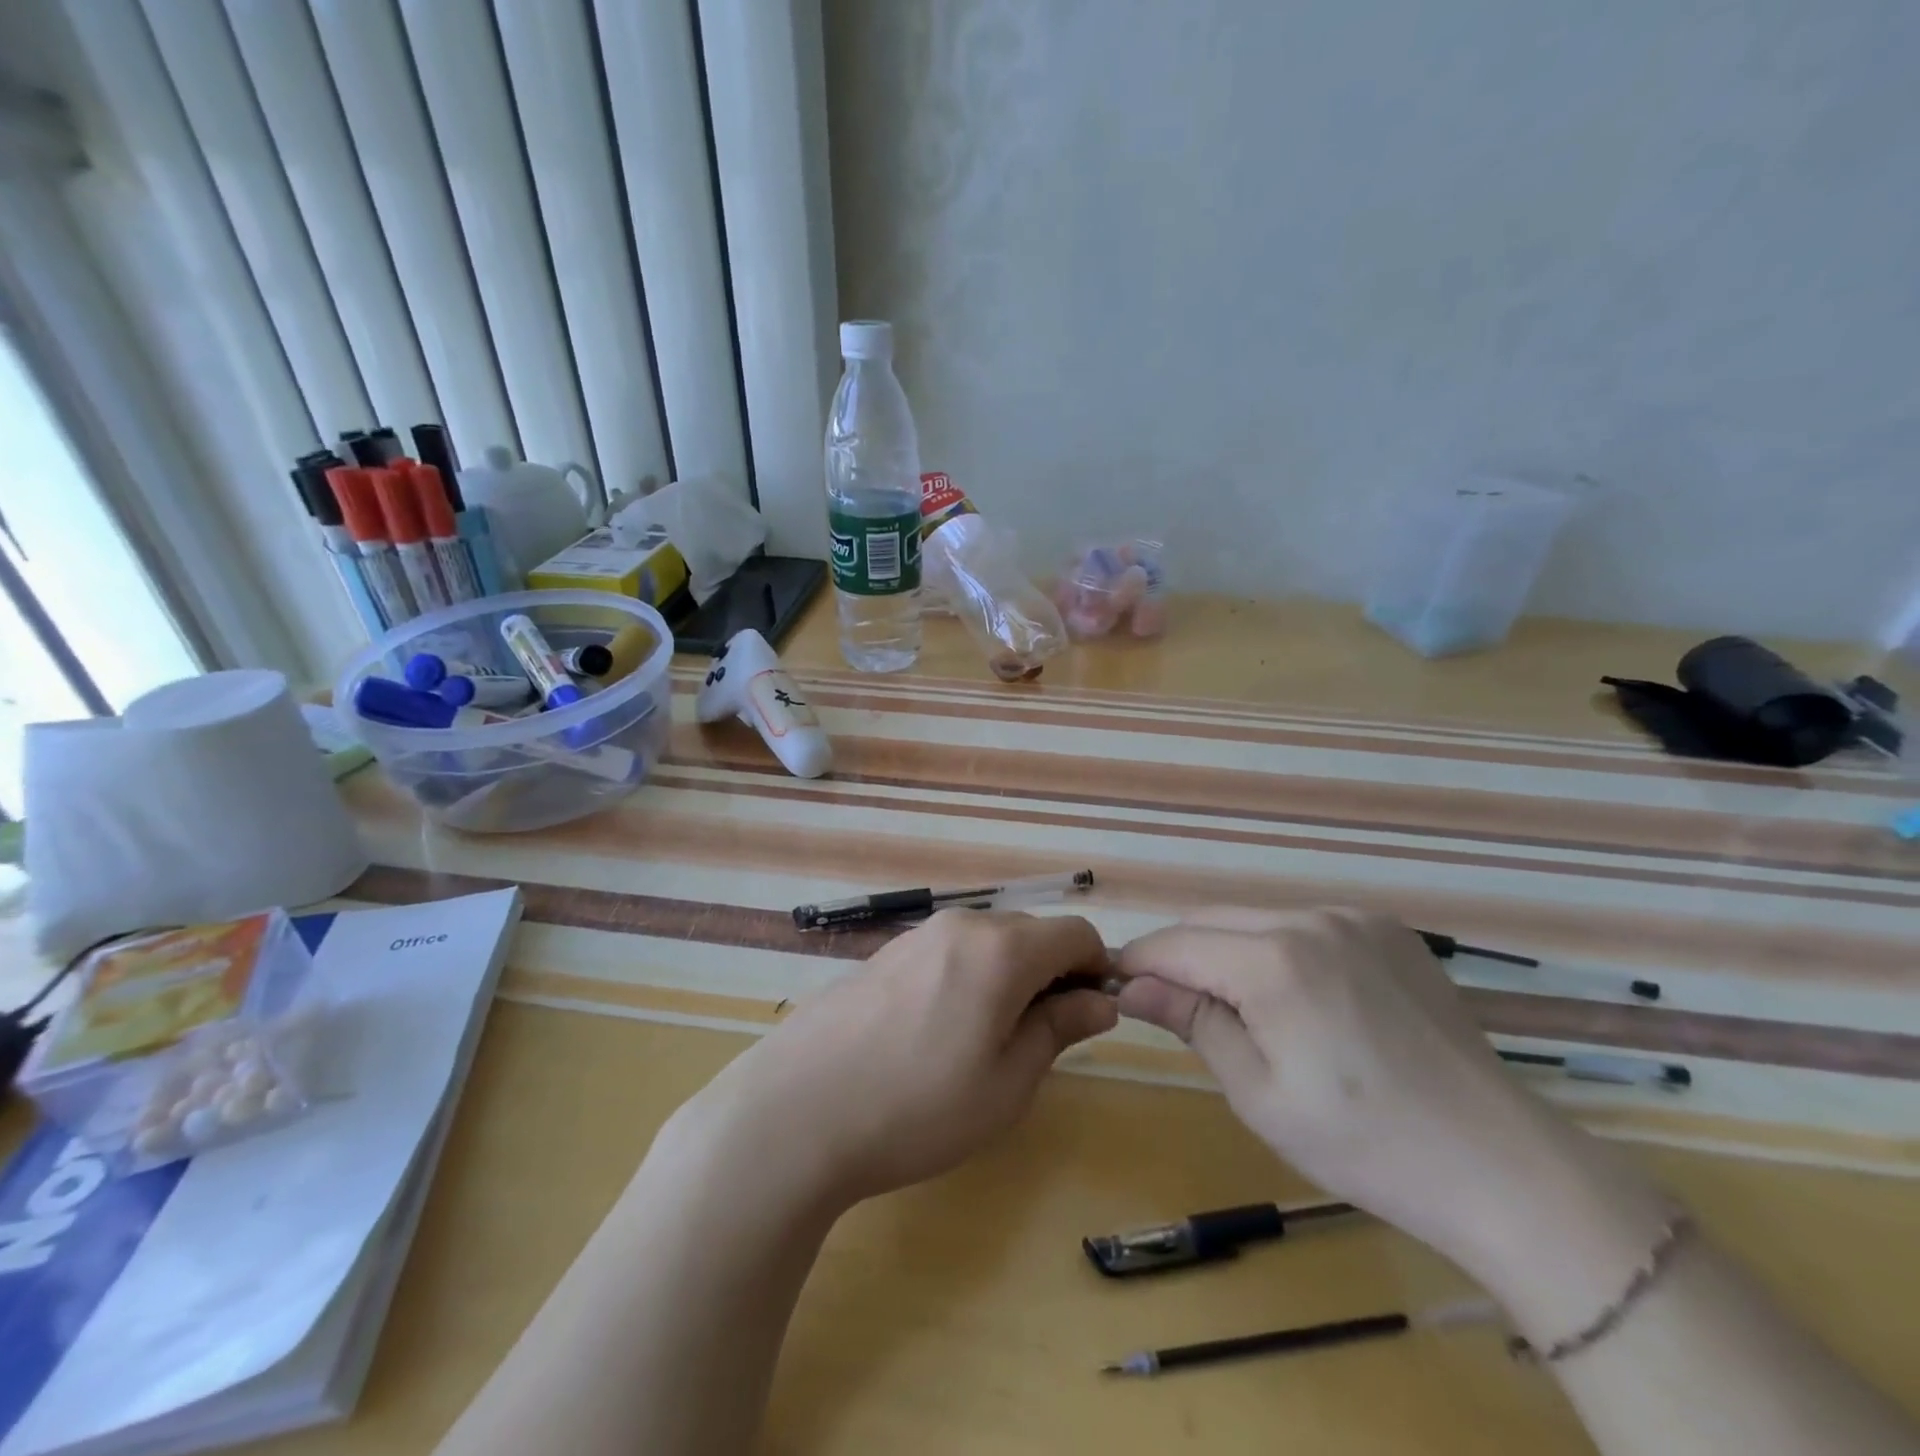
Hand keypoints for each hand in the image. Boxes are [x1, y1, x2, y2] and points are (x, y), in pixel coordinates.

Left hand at [677, 909, 1116, 1213]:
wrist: (796, 1111)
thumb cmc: (918, 1107)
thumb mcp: (1007, 1083)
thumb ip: (1059, 1029)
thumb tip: (1099, 1001)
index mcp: (1001, 948)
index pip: (1076, 933)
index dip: (1096, 970)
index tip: (1088, 1019)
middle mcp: (960, 925)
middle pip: (1031, 934)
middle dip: (1051, 976)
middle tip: (1038, 1042)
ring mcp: (915, 936)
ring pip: (987, 944)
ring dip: (1007, 979)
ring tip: (983, 1045)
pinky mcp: (883, 955)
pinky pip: (947, 954)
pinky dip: (966, 980)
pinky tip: (935, 1036)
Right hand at [1116, 907, 1662, 1287]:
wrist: (1499, 1164)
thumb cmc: (1363, 1143)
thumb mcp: (1258, 1092)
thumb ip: (1191, 1021)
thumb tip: (1130, 985)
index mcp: (1273, 960)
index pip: (1176, 944)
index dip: (1139, 963)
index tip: (1117, 987)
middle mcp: (1310, 918)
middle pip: (1211, 920)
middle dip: (1180, 955)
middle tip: (1172, 1006)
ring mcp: (1355, 918)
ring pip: (1256, 919)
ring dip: (1229, 951)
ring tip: (1239, 1010)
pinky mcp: (1387, 929)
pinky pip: (1306, 925)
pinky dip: (1279, 949)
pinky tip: (1301, 999)